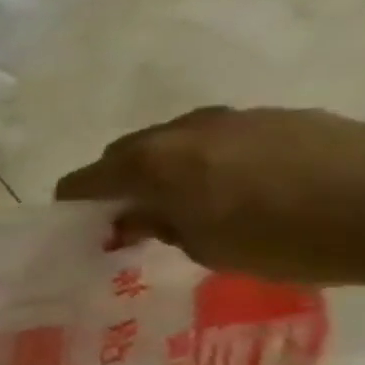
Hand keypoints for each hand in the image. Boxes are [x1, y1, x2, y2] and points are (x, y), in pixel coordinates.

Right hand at [55, 106, 364, 287]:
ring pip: (179, 142)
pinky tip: (250, 188)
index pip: (81, 181)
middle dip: (122, 183)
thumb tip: (138, 218)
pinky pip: (228, 138)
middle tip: (139, 218)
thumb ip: (159, 226)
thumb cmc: (287, 238)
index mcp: (150, 162)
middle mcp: (183, 130)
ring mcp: (239, 118)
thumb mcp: (204, 248)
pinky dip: (220, 160)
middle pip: (126, 153)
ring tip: (198, 202)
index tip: (87, 230)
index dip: (76, 207)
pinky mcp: (287, 116)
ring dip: (173, 168)